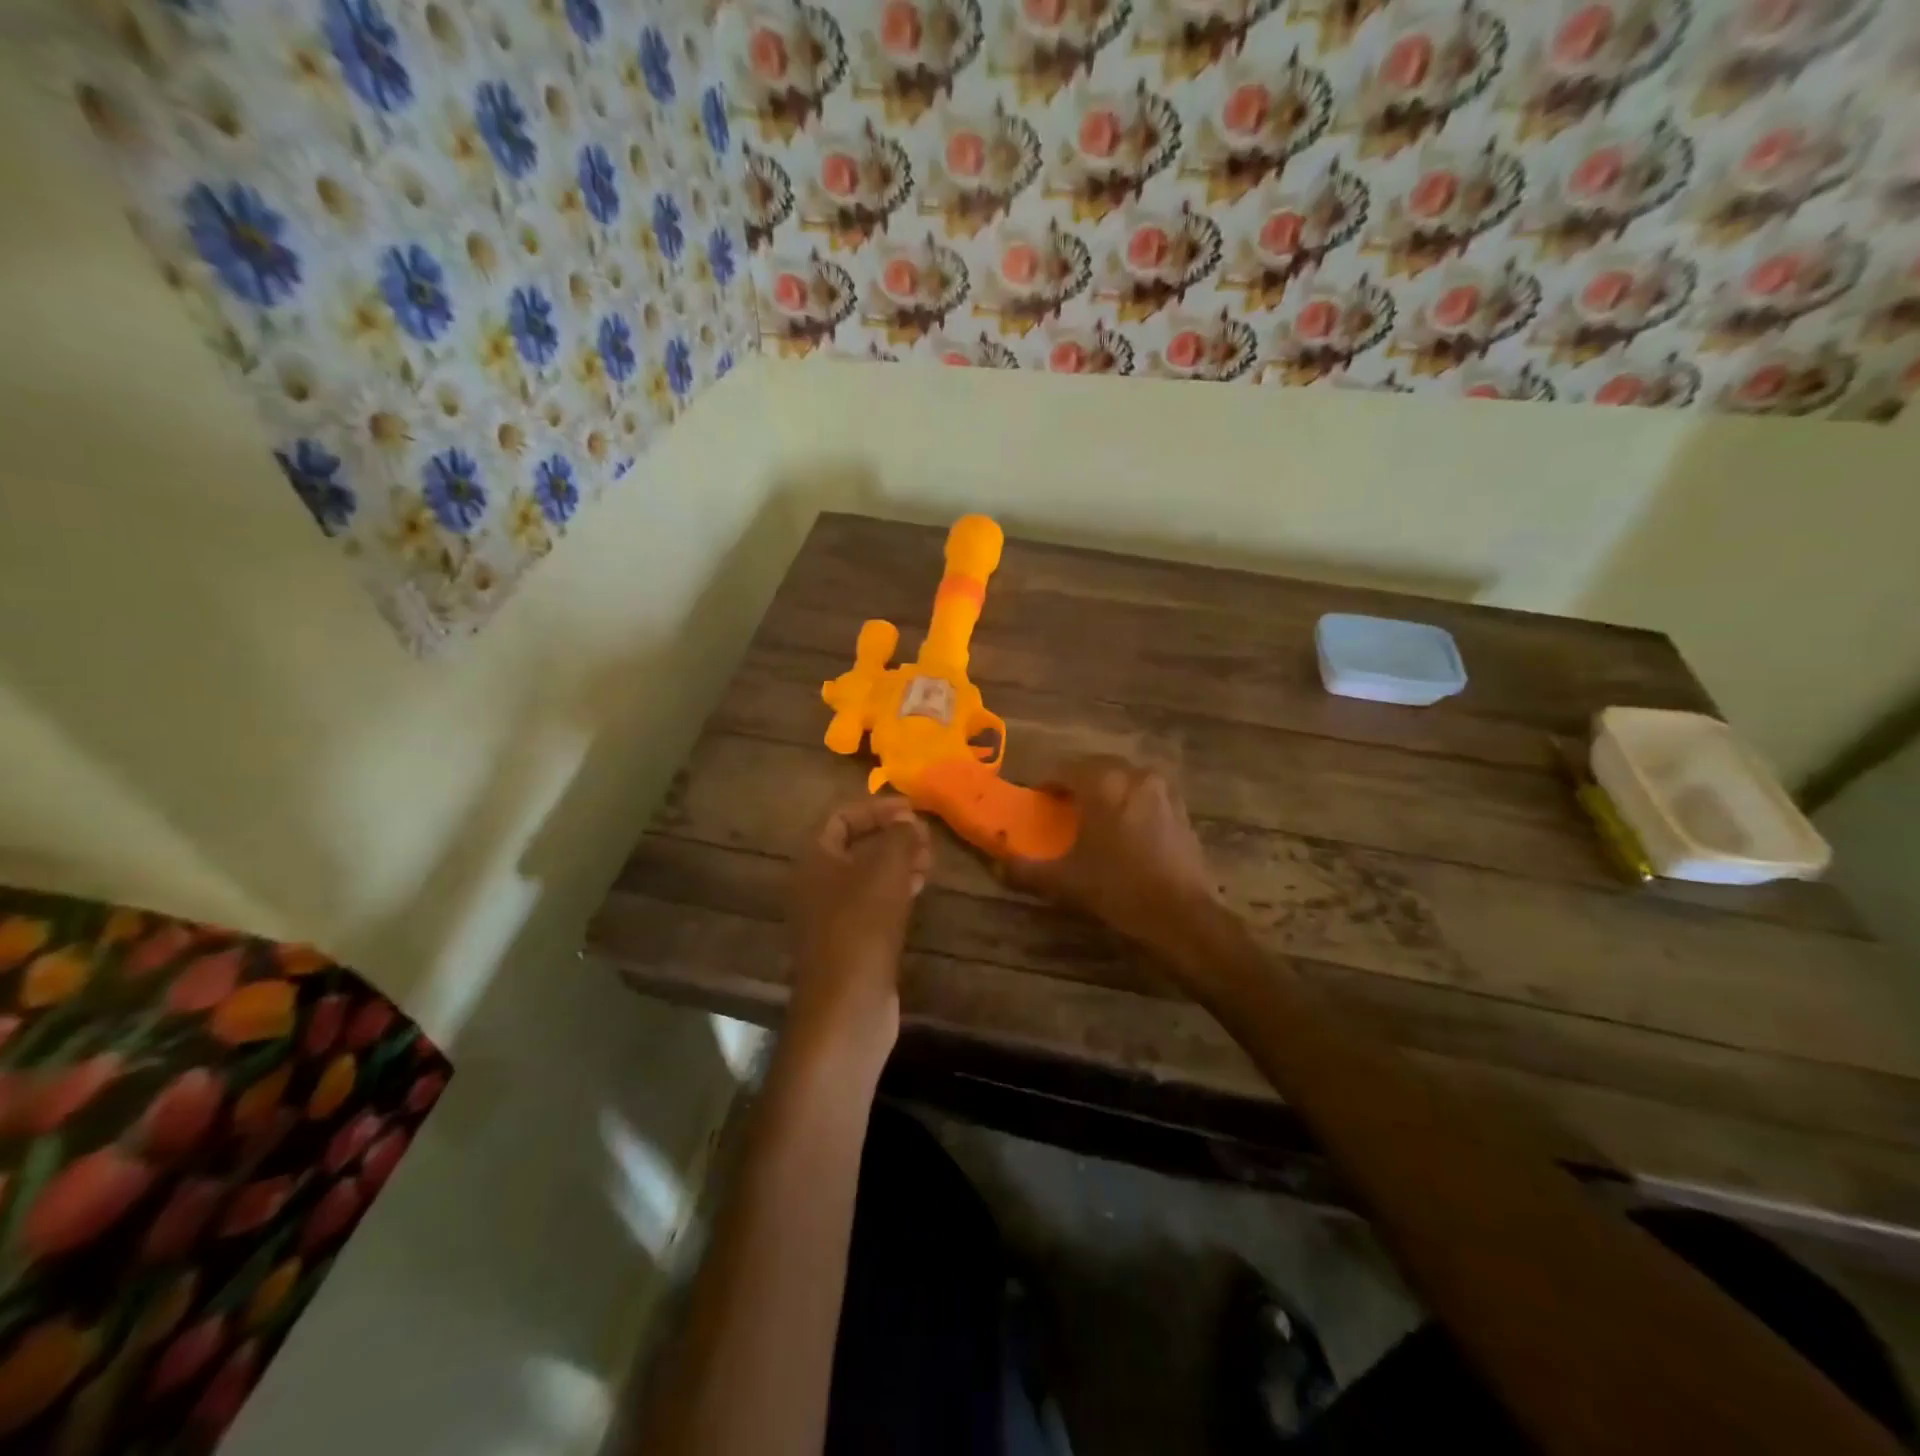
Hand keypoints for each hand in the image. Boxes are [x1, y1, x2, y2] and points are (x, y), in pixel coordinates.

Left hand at [786, 797, 931, 1066]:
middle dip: (891, 836)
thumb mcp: (886, 871)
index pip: (841, 817)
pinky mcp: (848, 942)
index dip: (877, 808)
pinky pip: (871, 903)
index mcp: (814, 860)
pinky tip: (919, 891)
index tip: (913, 809)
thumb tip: (910, 821)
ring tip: (929, 861)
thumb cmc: (862, 927)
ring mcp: (830, 916)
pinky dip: (895, 891)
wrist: (846, 1007)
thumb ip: (900, 837)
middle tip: (926, 838)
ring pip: (865, 876)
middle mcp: (815, 884)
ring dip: (897, 863)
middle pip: (854, 846)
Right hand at [1005, 757, 1221, 958]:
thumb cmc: (1118, 889)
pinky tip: (1123, 828)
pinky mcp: (1180, 807)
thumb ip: (1026, 870)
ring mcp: (1162, 789)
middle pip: (1095, 767)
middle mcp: (1133, 774)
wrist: (1181, 914)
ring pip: (1123, 777)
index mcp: (1102, 783)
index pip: (1063, 769)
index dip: (1045, 784)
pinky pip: (1145, 793)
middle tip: (1060, 808)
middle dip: (1075, 783)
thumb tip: (997, 866)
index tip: (1036, 802)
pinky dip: (1129, 801)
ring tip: (1092, 817)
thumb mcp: (1065, 881)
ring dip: (1104, 789)